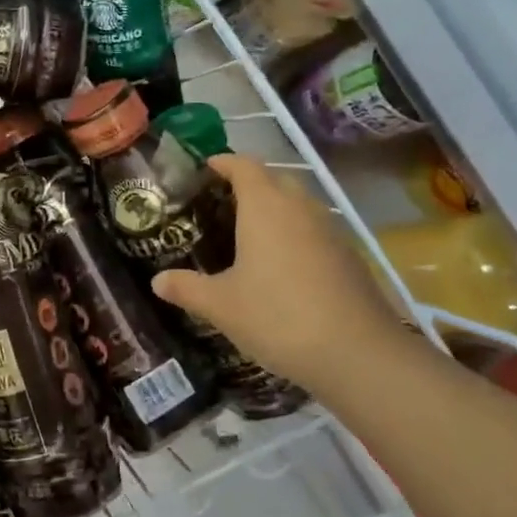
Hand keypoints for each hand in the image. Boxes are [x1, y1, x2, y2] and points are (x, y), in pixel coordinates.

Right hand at [151, 154, 412, 398]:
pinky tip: (279, 266)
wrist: (358, 354)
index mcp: (265, 206)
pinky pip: (313, 229)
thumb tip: (157, 281)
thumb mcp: (221, 306)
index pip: (243, 165)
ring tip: (245, 233)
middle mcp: (300, 207)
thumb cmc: (278, 317)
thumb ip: (186, 288)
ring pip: (297, 203)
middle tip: (218, 204)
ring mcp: (329, 230)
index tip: (202, 170)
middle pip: (273, 178)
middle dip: (247, 183)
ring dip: (273, 208)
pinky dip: (293, 233)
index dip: (222, 163)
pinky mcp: (348, 255)